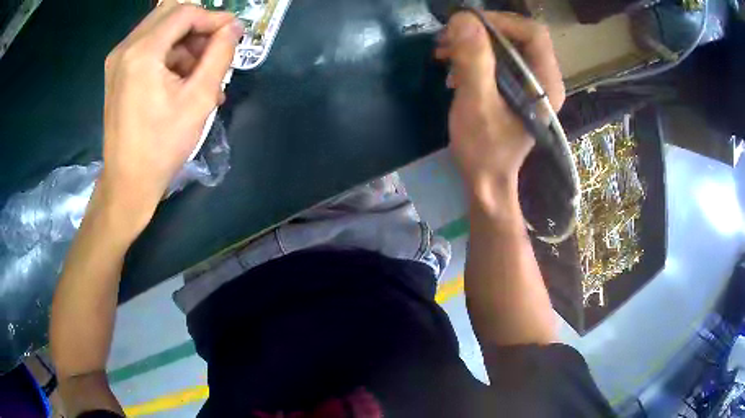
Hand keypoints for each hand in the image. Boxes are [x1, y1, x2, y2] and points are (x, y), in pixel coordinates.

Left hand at [98, 1, 242, 234]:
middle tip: (214, 49)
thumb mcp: (199, 99)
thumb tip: (233, 28)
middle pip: (170, 13)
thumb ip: (220, 55)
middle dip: (197, 26)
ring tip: (201, 73)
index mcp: (142, 52)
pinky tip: (182, 80)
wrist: (128, 182)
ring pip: (160, 29)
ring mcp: (117, 60)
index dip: (213, 18)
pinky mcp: (117, 72)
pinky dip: (169, 55)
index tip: (233, 34)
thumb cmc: (162, 145)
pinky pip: (148, 47)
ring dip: (184, 42)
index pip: (185, 13)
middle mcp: (125, 48)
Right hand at [434, 12, 563, 210]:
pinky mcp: (516, 87)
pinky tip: (453, 66)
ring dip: (472, 42)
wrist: (487, 180)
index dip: (500, 22)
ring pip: (504, 44)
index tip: (465, 26)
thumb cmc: (484, 149)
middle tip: (447, 38)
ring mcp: (530, 82)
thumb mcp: (476, 103)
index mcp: (545, 83)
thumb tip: (463, 19)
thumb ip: (474, 60)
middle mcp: (543, 78)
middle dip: (480, 31)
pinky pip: (497, 57)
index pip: (532, 33)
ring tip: (444, 51)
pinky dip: (473, 55)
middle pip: (517, 34)